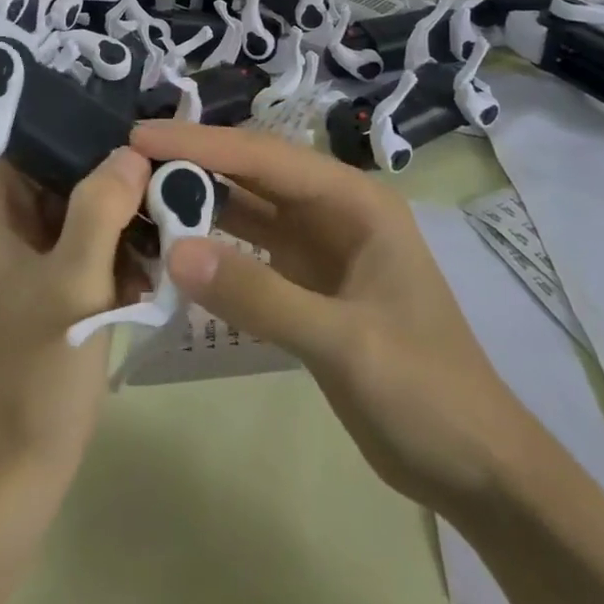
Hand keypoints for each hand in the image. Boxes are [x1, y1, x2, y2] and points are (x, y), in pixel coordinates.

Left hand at [0, 150, 152, 490]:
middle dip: (112, 192)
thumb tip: (129, 150)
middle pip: (61, 183)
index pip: (36, 148)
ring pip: (76, 220)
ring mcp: (17, 267)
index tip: (140, 148)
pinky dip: (111, 261)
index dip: (85, 141)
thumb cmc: (38, 369)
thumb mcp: (75, 282)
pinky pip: (79, 256)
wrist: (16, 477)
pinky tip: (148, 278)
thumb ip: (101, 207)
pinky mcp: (39, 297)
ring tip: (164, 242)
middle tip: (165, 196)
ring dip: (118, 230)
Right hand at [130, 120, 528, 514]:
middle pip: (253, 174)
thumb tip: (174, 252)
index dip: (202, 143)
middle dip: (195, 164)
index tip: (142, 136)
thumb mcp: (344, 341)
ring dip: (200, 202)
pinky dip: (213, 247)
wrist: (474, 467)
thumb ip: (259, 295)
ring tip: (139, 196)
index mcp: (354, 201)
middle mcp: (333, 211)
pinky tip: (174, 248)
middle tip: (129, 163)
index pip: (265, 156)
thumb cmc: (425, 390)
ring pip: (248, 210)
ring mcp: (319, 248)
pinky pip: (250, 252)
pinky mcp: (306, 285)